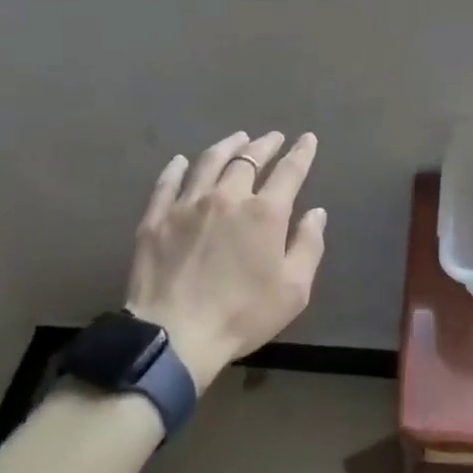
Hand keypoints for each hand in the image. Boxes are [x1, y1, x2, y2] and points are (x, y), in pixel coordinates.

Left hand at [126, 131, 326, 390]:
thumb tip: (316, 213)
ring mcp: (188, 204)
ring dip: (227, 146)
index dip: (301, 153)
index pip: (289, 171)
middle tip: (273, 137)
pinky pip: (168, 183)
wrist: (174, 336)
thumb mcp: (293, 290)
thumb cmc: (242, 315)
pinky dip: (177, 168)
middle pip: (248, 159)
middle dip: (265, 144)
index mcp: (265, 212)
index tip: (307, 139)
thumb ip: (308, 246)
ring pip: (209, 162)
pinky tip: (181, 161)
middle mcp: (228, 197)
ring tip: (237, 138)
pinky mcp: (157, 218)